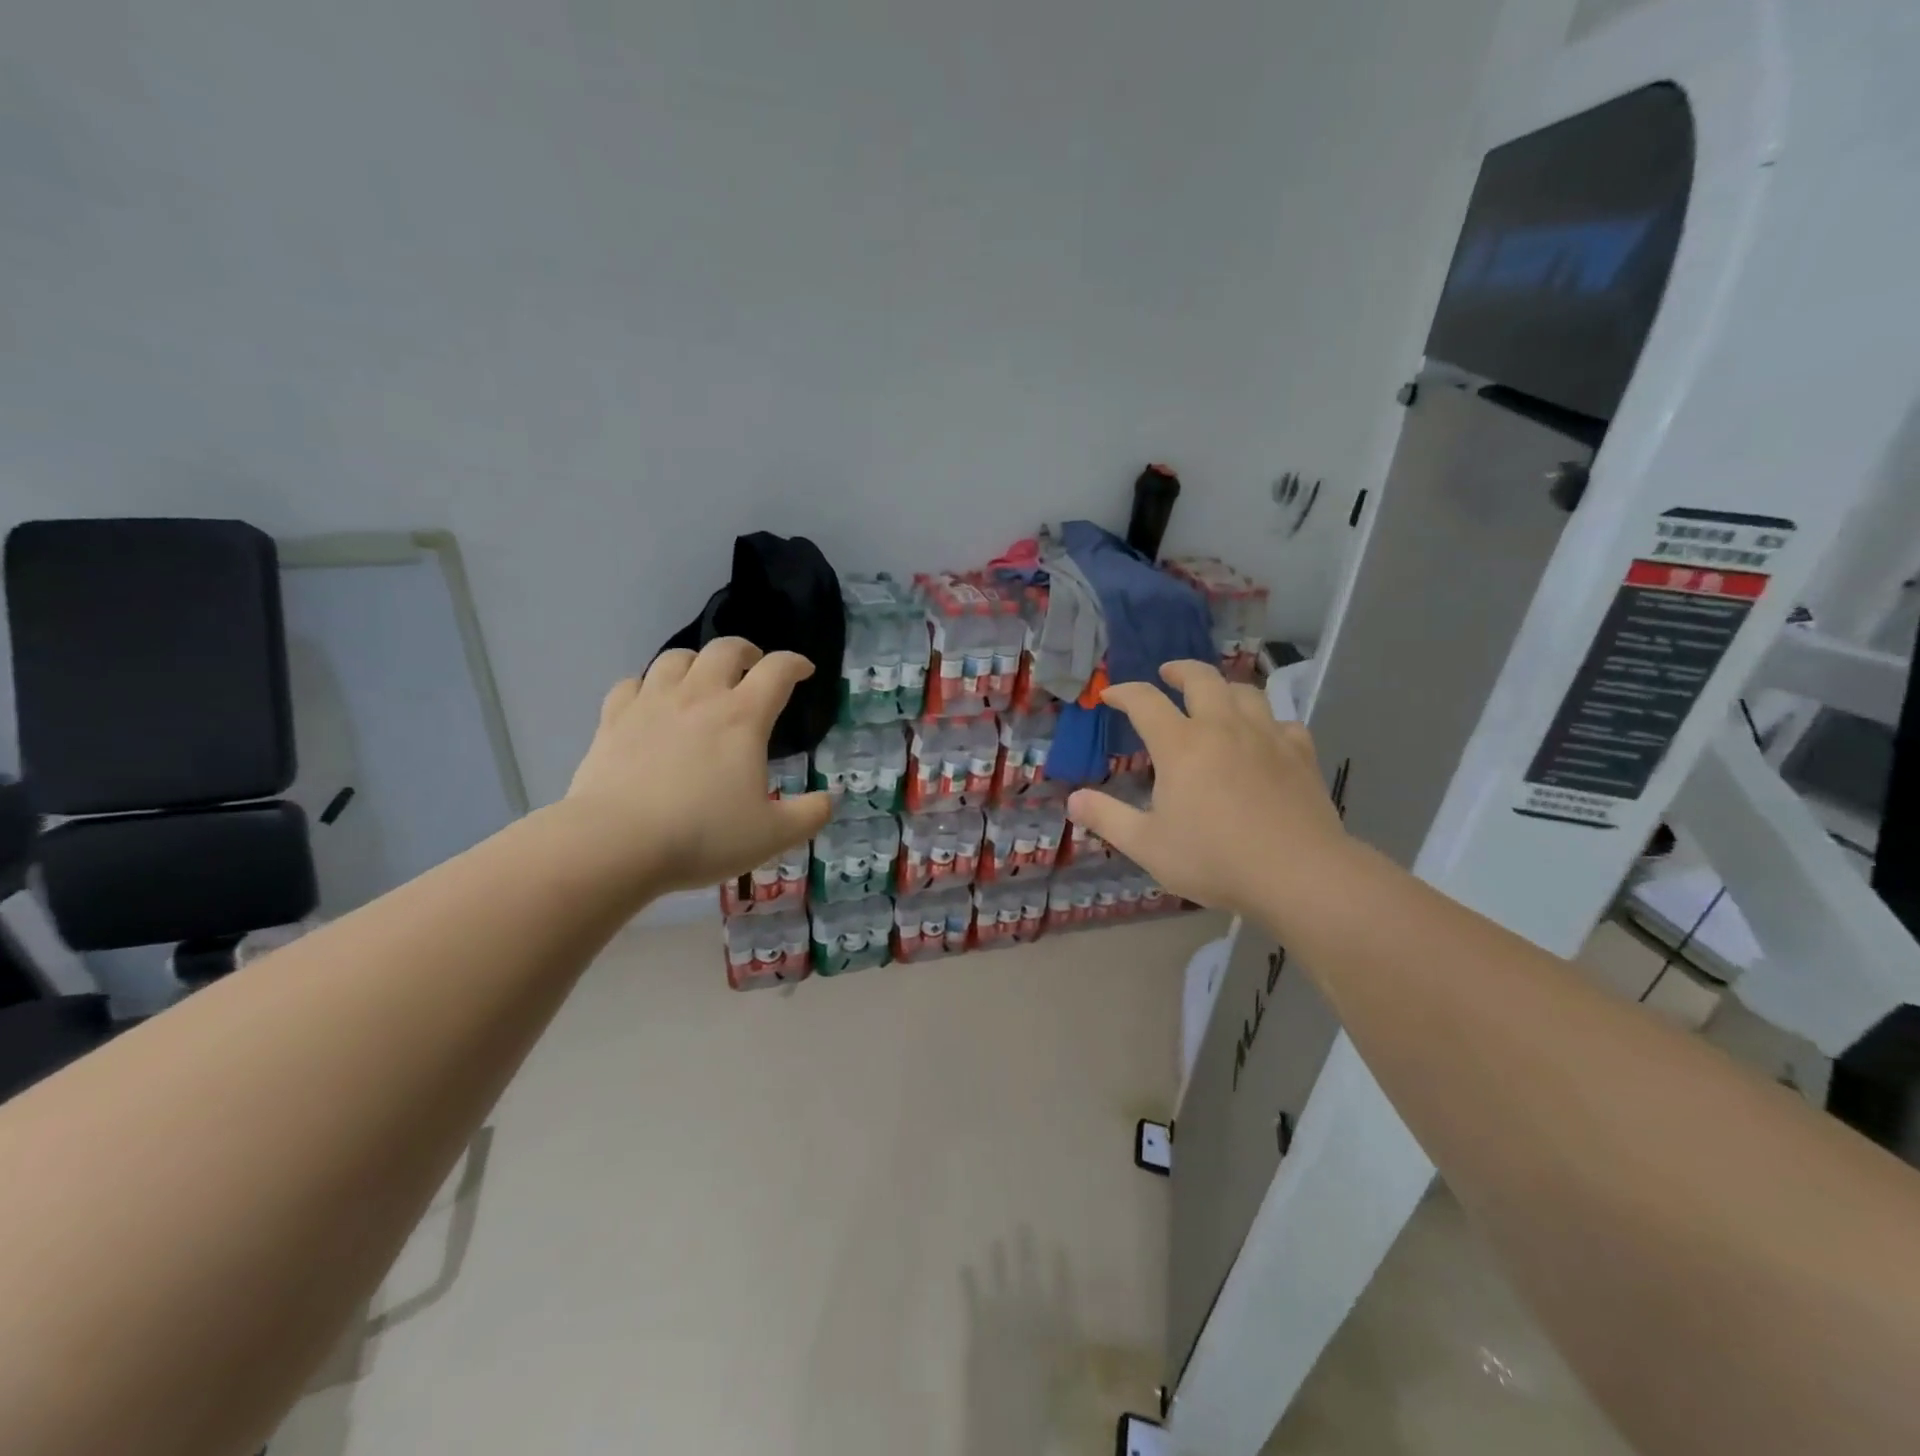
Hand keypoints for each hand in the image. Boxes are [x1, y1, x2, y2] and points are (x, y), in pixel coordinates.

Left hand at [565, 639, 831, 896]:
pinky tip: (652, 703)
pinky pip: (632, 683)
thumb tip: (830, 800)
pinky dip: (649, 685)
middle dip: (746, 651)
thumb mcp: (773, 835)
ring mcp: (652, 703)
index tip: (804, 671)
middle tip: (753, 668)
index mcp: (743, 717)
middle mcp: (699, 697)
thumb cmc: (703, 836)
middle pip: (725, 649)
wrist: (616, 844)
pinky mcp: (614, 719)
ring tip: (703, 680)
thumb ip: (810, 815)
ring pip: (676, 658)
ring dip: (697, 662)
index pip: (777, 670)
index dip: (796, 664)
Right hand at [1066, 661, 1347, 917]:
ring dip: (1224, 687)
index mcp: (1181, 745)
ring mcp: (1267, 736)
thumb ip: (1107, 818)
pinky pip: (1283, 722)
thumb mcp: (1147, 845)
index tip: (1109, 695)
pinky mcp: (1301, 754)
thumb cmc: (1214, 859)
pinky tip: (1265, 736)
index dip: (1123, 693)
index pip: (1145, 701)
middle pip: (1201, 678)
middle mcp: (1223, 727)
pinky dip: (1267, 721)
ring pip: (1245, 692)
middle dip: (1179, 670)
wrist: (1298, 874)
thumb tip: (1073, 799)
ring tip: (1215, 697)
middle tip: (1167, 674)